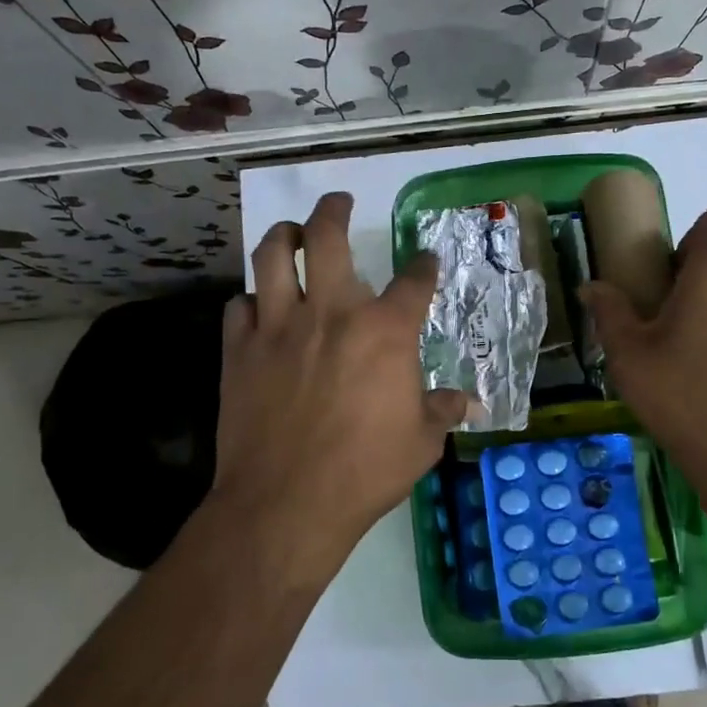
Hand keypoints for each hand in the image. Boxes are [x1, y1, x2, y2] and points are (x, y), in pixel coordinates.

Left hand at [212, 192, 466, 580]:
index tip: (425, 261)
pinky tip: (258, 308)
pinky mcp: (239, 350)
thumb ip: (442, 411)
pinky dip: (251, 301)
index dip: (423, 265)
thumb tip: (468, 403)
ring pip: (273, 257)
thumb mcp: (421, 443)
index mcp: (384, 332)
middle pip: (328, 239)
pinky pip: (238, 307)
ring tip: (291, 234)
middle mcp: (331, 313)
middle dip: (335, 211)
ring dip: (284, 237)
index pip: (413, 281)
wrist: (286, 503)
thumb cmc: (365, 472)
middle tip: (339, 202)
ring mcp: (279, 327)